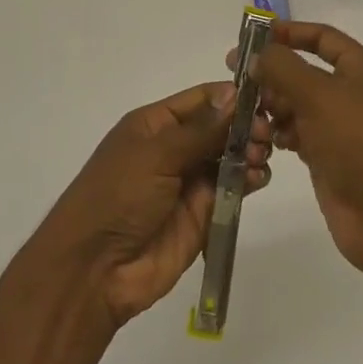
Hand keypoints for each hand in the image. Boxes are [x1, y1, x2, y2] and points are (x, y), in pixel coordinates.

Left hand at [35, 83, 271, 327]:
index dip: (232, 97)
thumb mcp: (156, 154)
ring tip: (261, 158)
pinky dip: (249, 180)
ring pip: (230, 157)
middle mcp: (174, 147)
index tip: (265, 98)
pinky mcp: (203, 213)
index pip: (201, 99)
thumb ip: (200, 129)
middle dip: (245, 127)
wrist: (95, 269)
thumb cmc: (117, 197)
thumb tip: (234, 94)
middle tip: (266, 135)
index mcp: (155, 124)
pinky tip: (258, 178)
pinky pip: (232, 189)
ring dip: (250, 152)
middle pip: (220, 127)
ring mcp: (189, 181)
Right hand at [232, 22, 362, 282]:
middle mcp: (353, 93)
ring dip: (272, 108)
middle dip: (272, 76)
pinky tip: (266, 142)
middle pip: (304, 72)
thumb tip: (255, 55)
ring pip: (297, 106)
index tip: (251, 37)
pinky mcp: (330, 160)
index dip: (288, 32)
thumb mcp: (319, 93)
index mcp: (362, 68)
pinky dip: (280, 135)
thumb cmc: (361, 141)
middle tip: (238, 83)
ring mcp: (342, 129)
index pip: (321, 37)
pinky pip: (298, 136)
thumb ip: (282, 67)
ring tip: (251, 119)